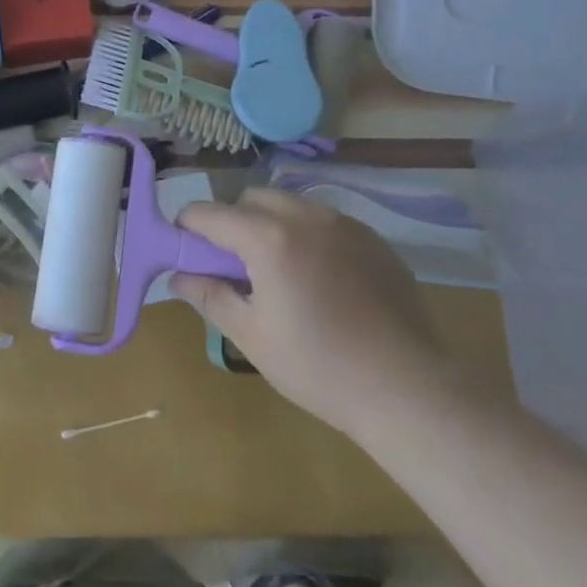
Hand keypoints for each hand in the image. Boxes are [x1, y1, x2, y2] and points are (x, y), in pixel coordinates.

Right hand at [172, 189, 452, 438]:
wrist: (406, 387)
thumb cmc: (318, 366)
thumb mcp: (251, 337)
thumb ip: (210, 297)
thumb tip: (179, 276)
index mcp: (268, 238)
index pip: (211, 213)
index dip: (188, 226)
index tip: (183, 246)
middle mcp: (305, 216)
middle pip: (252, 199)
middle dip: (233, 220)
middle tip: (235, 265)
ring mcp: (344, 223)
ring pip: (291, 204)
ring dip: (272, 223)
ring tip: (279, 270)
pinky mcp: (372, 239)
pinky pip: (326, 221)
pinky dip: (308, 234)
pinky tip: (320, 278)